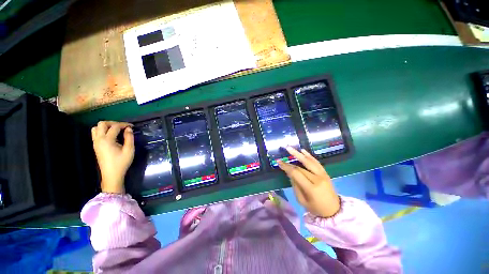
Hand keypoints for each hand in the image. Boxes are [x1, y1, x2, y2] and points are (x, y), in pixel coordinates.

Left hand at [91, 121, 133, 193]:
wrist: (112, 174)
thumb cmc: (121, 162)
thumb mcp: (129, 150)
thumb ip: (129, 138)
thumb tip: (129, 129)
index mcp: (107, 140)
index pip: (114, 127)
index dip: (124, 124)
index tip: (132, 126)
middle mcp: (99, 139)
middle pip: (102, 124)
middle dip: (113, 123)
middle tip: (123, 127)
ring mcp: (96, 142)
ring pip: (96, 128)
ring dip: (106, 126)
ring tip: (116, 130)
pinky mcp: (95, 146)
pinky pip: (96, 133)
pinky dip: (103, 131)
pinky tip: (112, 136)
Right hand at [278, 147, 339, 217]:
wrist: (334, 210)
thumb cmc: (315, 208)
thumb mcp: (301, 200)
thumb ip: (295, 185)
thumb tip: (289, 173)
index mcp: (311, 188)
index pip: (296, 173)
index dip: (286, 167)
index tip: (279, 162)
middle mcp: (318, 179)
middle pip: (301, 167)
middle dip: (290, 160)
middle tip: (283, 152)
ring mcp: (323, 175)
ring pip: (309, 161)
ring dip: (299, 153)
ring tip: (290, 148)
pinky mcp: (325, 173)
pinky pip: (316, 162)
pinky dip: (309, 155)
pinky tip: (303, 150)